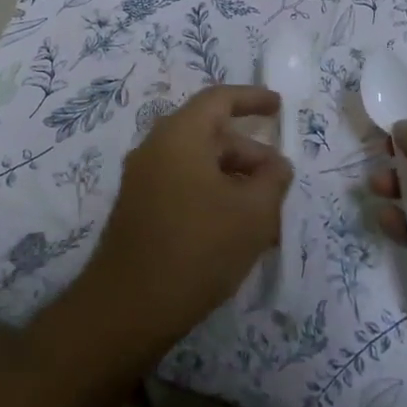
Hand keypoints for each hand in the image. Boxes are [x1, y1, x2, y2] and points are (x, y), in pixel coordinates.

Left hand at [79, 85, 292, 349]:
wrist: (127, 308)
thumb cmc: (198, 248)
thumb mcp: (253, 213)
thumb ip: (273, 180)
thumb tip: (276, 165)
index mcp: (180, 135)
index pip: (219, 100)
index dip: (252, 98)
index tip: (279, 106)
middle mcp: (156, 148)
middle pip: (210, 134)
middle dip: (249, 153)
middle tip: (279, 179)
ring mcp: (143, 181)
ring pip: (198, 165)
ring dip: (234, 180)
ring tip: (265, 214)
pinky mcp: (138, 211)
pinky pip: (184, 187)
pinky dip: (213, 197)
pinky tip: (236, 232)